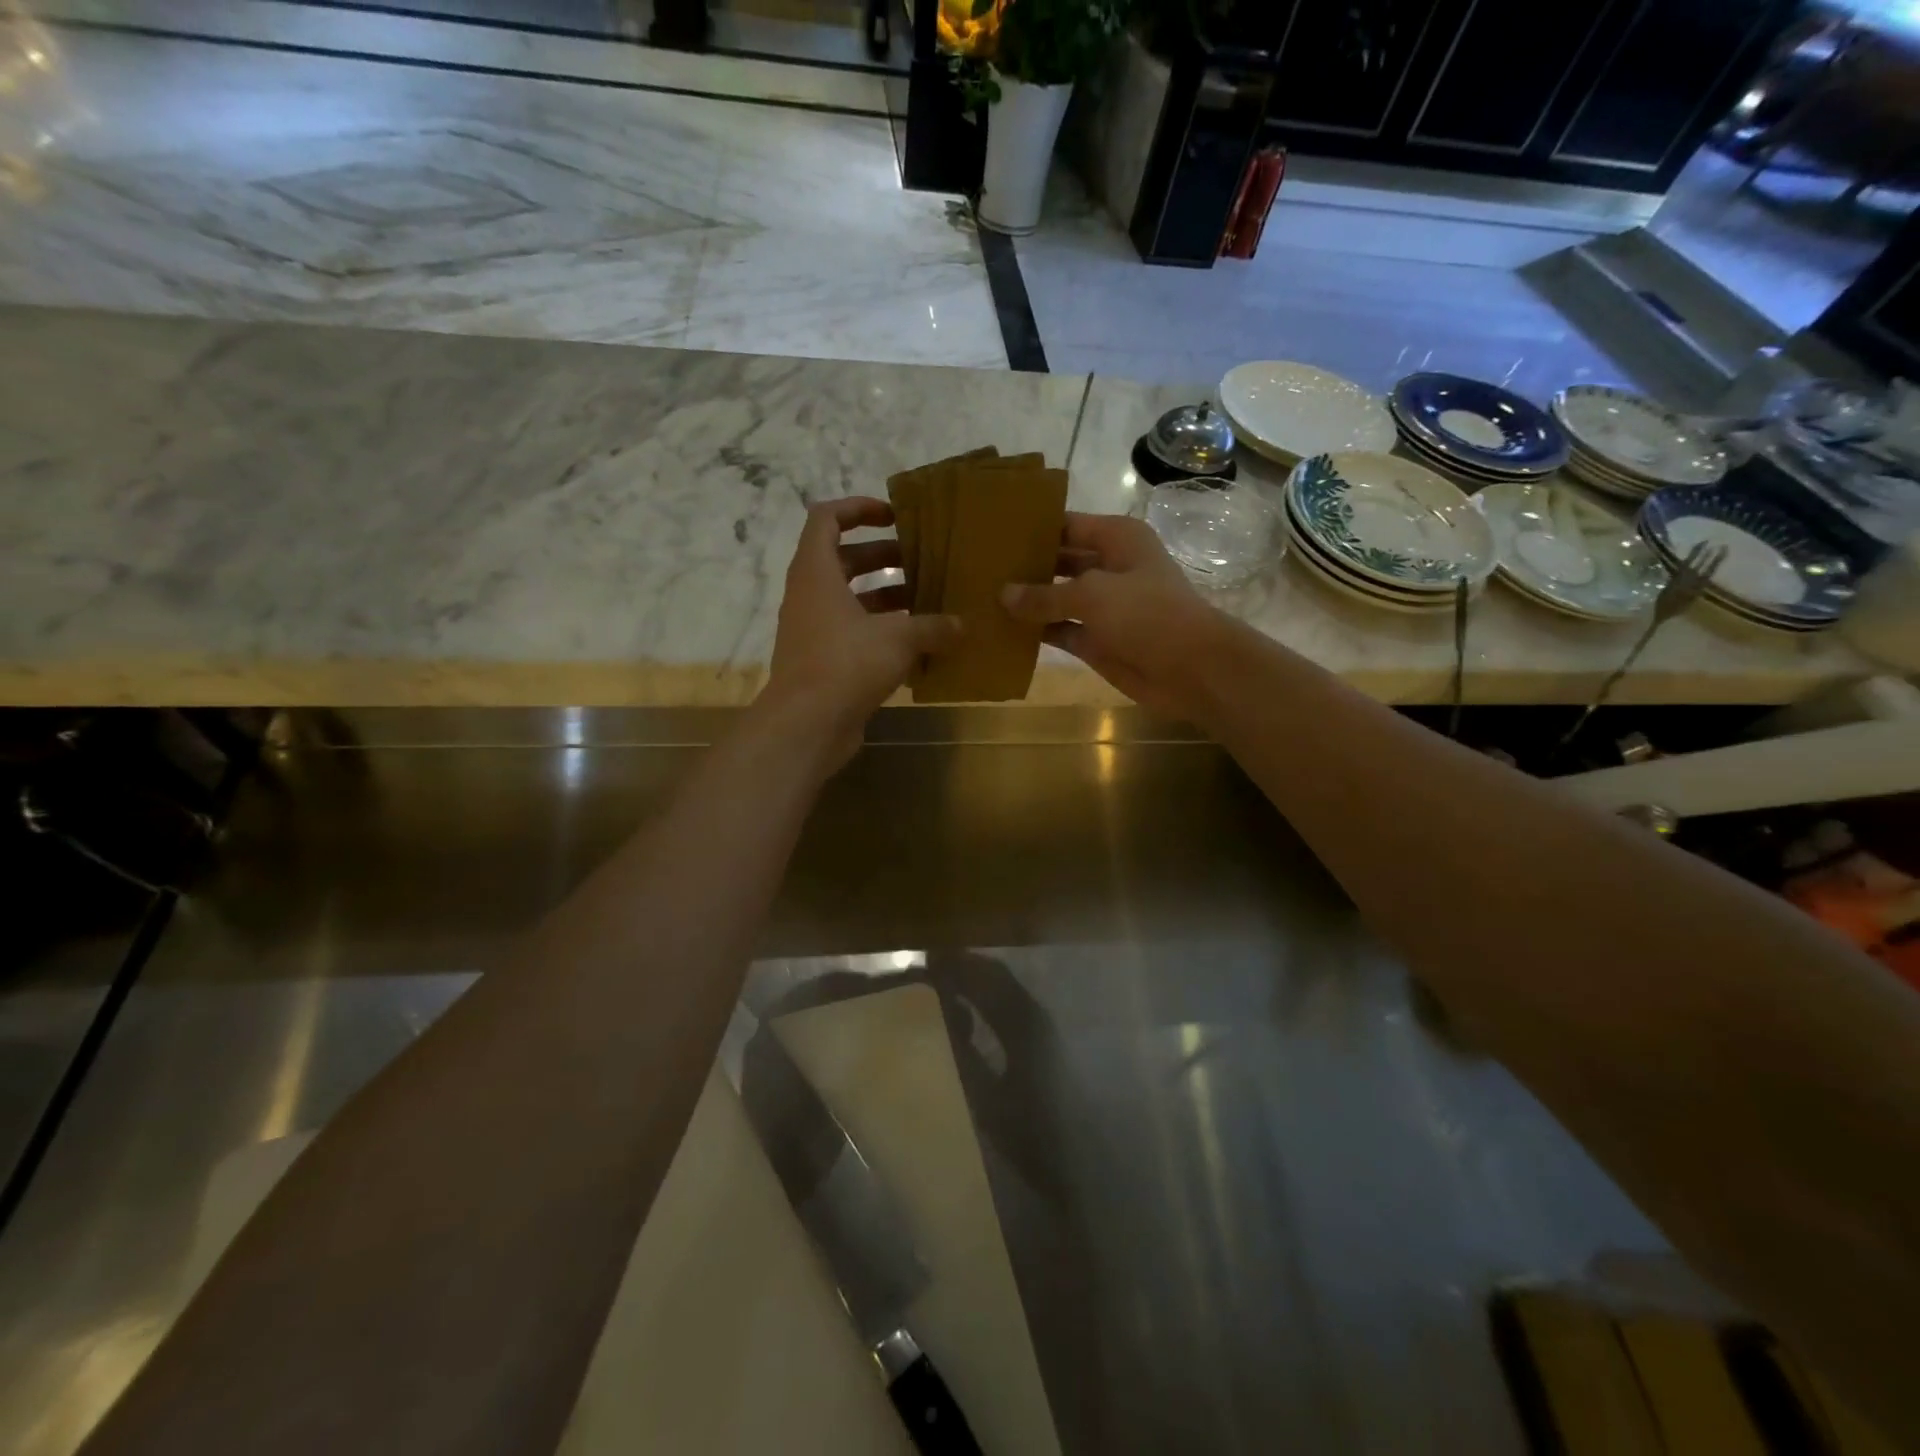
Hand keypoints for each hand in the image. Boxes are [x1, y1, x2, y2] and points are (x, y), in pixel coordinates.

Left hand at [762, 497, 960, 766]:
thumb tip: (962, 625)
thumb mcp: (898, 638)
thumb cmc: (847, 663)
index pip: (826, 518)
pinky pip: (854, 634)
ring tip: (928, 601)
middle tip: (922, 560)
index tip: (894, 516)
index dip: (858, 509)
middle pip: (844, 559)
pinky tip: (919, 645)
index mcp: (816, 572)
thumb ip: (932, 627)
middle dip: (883, 556)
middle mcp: (810, 595)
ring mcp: (814, 630)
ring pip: (851, 600)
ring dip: (886, 597)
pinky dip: (882, 633)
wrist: (807, 724)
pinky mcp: (823, 661)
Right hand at [1000, 512, 1228, 718]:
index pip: (1066, 525)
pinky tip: (1002, 631)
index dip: (1033, 528)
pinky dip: (1036, 632)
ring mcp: (1102, 606)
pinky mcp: (1096, 640)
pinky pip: (1059, 631)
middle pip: (1058, 561)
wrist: (1191, 668)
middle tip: (978, 568)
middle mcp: (1108, 567)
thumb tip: (1003, 594)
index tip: (992, 531)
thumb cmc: (1146, 614)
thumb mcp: (1091, 595)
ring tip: (980, 597)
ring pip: (1056, 598)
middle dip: (1025, 566)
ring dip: (1027, 601)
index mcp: (1116, 538)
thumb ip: (1044, 595)